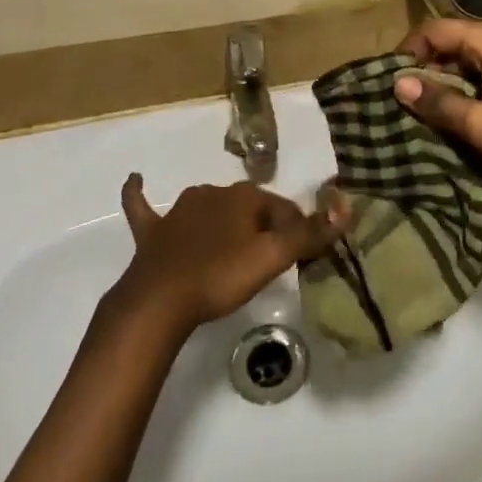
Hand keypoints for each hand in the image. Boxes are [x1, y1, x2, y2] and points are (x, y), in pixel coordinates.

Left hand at [115, 175, 347, 333]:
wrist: (160, 302)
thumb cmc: (220, 277)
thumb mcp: (272, 258)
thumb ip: (309, 234)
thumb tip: (346, 208)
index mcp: (243, 196)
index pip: (281, 207)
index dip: (295, 231)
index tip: (300, 257)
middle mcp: (213, 193)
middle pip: (247, 208)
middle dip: (260, 227)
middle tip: (267, 260)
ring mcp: (179, 211)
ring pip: (208, 208)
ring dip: (221, 220)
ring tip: (232, 247)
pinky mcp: (152, 232)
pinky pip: (144, 207)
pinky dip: (139, 194)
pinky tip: (135, 180)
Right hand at [394, 20, 481, 211]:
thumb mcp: (481, 126)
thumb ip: (439, 102)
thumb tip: (398, 83)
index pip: (437, 29)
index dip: (409, 50)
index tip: (391, 81)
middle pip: (452, 40)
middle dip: (424, 64)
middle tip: (403, 98)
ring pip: (466, 58)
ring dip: (443, 78)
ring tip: (422, 108)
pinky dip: (463, 86)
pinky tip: (453, 112)